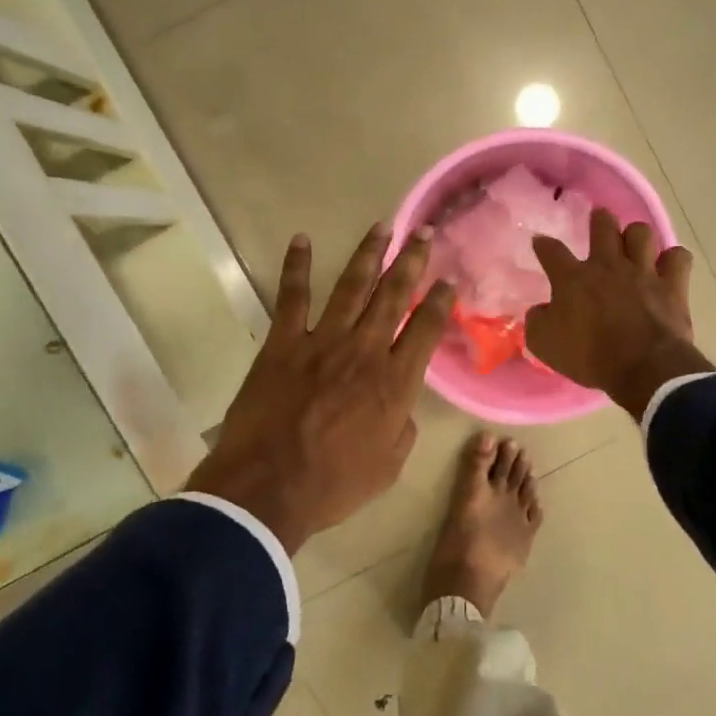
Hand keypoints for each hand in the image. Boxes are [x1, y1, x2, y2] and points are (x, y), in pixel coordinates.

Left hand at [186, 223, 454, 554]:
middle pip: (394, 295)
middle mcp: (365, 350)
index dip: (441, 301)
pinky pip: (292, 296)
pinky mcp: (283, 343)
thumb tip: (400, 406)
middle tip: (424, 232)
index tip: (448, 281)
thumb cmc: (333, 484)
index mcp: (395, 382)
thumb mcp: (388, 466)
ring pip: (352, 286)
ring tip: (381, 227)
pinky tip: (301, 240)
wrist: (268, 489)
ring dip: (368, 254)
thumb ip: (401, 428)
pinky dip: (296, 266)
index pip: (426, 329)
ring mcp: (322, 341)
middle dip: (412, 260)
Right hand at [526, 209, 712, 420]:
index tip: (540, 241)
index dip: (543, 244)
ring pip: (641, 233)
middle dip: (599, 219)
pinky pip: (678, 257)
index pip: (552, 251)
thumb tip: (540, 310)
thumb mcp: (544, 345)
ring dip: (636, 236)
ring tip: (633, 245)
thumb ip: (537, 321)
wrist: (643, 368)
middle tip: (598, 220)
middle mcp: (608, 265)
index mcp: (573, 279)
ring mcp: (643, 272)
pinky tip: (667, 267)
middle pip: (603, 226)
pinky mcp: (672, 285)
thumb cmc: (589, 357)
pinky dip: (672, 260)